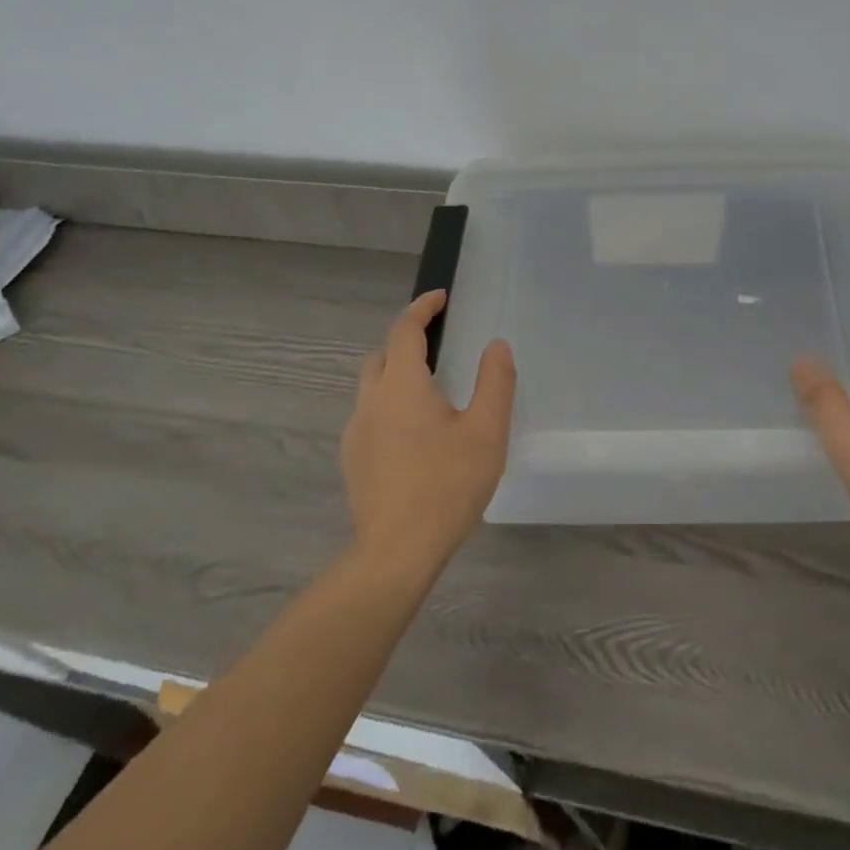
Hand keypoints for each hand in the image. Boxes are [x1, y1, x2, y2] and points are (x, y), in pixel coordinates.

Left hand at [343, 290, 515, 576]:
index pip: (404, 330)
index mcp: (402, 386)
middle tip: (438, 344)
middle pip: (381, 355)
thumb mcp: (487, 431)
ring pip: (372, 387)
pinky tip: (415, 435)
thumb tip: (496, 345)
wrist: (396, 552)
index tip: (440, 298)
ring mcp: (356, 432)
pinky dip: (390, 405)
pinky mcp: (353, 460)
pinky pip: (370, 415)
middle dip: (405, 340)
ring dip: (396, 375)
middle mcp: (371, 401)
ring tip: (431, 393)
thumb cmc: (447, 486)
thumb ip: (495, 382)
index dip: (422, 308)